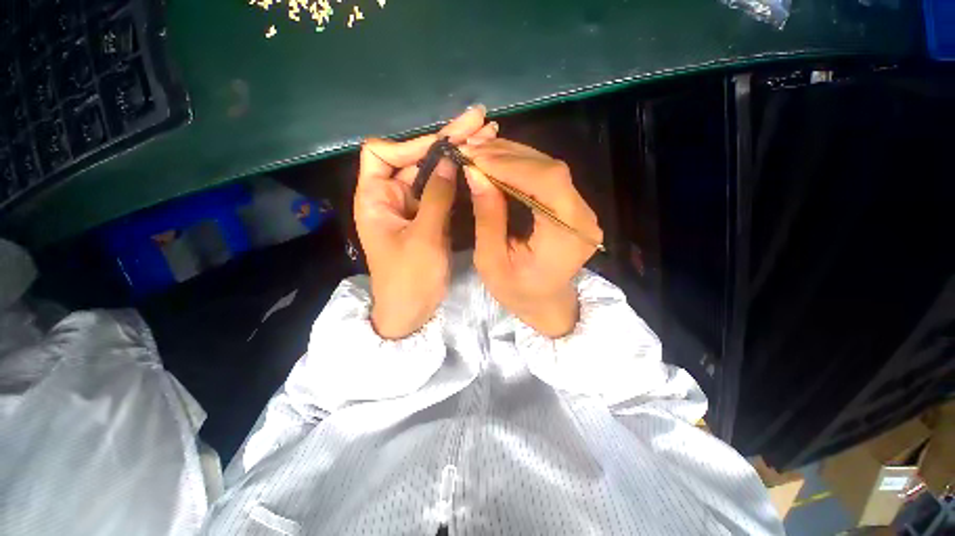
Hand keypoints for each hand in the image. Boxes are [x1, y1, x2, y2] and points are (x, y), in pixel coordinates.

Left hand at [355, 107, 497, 338]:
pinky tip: (478, 164)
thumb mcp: (424, 238)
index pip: (382, 153)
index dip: (411, 145)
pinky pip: (441, 191)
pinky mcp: (428, 216)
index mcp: (374, 199)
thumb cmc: (410, 279)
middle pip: (413, 159)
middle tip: (479, 120)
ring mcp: (412, 206)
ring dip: (456, 155)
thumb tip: (449, 160)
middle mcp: (390, 196)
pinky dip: (458, 178)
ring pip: (431, 173)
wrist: (411, 311)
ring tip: (488, 134)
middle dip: (445, 140)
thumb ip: (436, 198)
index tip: (444, 145)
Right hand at [461, 139, 602, 337]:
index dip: (511, 164)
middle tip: (473, 149)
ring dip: (514, 156)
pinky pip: (550, 178)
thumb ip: (487, 217)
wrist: (545, 303)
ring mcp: (583, 211)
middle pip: (551, 170)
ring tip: (481, 152)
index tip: (475, 156)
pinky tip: (499, 161)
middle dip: (509, 156)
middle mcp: (583, 218)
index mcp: (566, 237)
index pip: (546, 183)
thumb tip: (474, 172)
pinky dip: (522, 166)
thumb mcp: (491, 261)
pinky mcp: (574, 207)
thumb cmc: (516, 291)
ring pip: (551, 169)